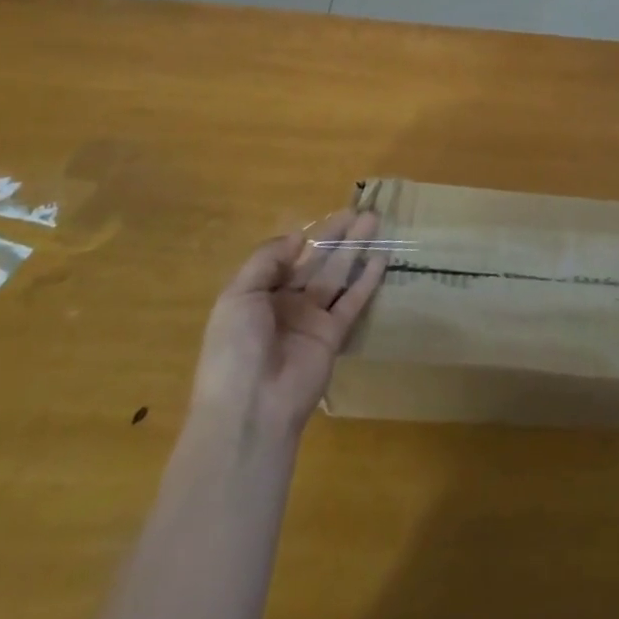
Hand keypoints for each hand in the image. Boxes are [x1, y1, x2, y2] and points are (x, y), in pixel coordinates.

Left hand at [190, 210, 387, 439]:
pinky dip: (368, 279)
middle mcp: (286, 304)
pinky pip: (353, 300)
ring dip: (356, 248)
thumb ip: (267, 260)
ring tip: (375, 220)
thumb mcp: (238, 296)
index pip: (285, 258)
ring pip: (337, 275)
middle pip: (316, 262)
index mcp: (257, 296)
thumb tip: (297, 238)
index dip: (306, 237)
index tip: (327, 215)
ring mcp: (311, 319)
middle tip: (360, 210)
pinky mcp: (334, 335)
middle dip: (337, 236)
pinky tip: (382, 257)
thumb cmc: (236, 348)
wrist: (252, 407)